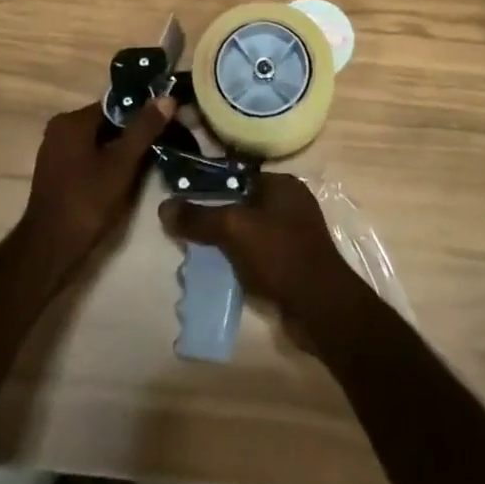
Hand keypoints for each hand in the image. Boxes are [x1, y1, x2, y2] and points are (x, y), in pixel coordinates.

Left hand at [19, 98, 173, 278]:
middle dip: (134, 133)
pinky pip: (89, 156)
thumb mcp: (122, 164)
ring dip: (122, 150)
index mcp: (72, 120)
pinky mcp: (57, 172)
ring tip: (151, 160)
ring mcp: (56, 151)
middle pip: (107, 123)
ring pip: (99, 141)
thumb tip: (167, 98)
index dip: (143, 114)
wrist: (50, 249)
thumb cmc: (87, 202)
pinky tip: (127, 176)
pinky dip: (107, 162)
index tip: (167, 123)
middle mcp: (60, 129)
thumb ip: (144, 129)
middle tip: (163, 143)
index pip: (116, 105)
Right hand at [158, 173, 357, 325]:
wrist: (321, 308)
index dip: (209, 185)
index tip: (182, 199)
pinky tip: (220, 273)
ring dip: (224, 243)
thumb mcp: (233, 229)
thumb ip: (199, 217)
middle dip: (214, 218)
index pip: (237, 176)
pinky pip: (257, 255)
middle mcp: (290, 204)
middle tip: (185, 231)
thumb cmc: (279, 255)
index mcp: (282, 184)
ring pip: (247, 232)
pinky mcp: (292, 263)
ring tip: (196, 255)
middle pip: (241, 204)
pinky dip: (239, 261)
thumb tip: (164, 207)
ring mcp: (293, 235)